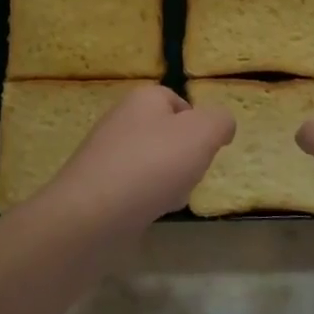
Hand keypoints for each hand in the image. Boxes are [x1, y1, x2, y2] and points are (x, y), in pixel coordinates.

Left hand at [47, 85, 234, 229]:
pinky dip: (147, 200)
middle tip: (191, 174)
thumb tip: (221, 125)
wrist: (92, 215)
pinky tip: (150, 213)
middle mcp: (121, 120)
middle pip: (167, 135)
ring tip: (170, 197)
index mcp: (144, 98)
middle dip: (185, 157)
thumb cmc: (152, 165)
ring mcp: (106, 154)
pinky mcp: (96, 186)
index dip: (199, 126)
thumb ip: (220, 122)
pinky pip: (134, 188)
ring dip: (169, 181)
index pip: (180, 103)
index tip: (207, 149)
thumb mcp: (202, 133)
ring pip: (152, 164)